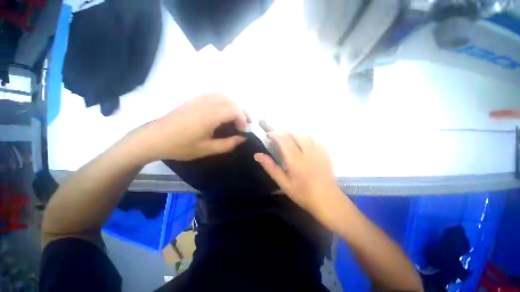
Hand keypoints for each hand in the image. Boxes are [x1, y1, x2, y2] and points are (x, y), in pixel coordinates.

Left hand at [141, 94, 247, 160]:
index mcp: (209, 116)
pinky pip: (215, 95)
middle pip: (232, 101)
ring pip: (224, 96)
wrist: (154, 138)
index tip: (243, 131)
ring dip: (235, 105)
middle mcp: (206, 104)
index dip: (243, 119)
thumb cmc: (180, 146)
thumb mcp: (206, 150)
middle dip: (243, 112)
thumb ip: (227, 144)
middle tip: (245, 124)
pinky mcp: (194, 99)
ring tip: (237, 117)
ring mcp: (199, 99)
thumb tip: (243, 138)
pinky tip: (225, 110)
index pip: (234, 110)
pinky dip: (225, 101)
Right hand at [254, 132, 344, 228]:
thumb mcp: (283, 183)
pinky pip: (313, 139)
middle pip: (294, 134)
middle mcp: (307, 152)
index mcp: (295, 160)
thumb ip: (270, 167)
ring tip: (288, 140)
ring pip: (303, 135)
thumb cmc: (302, 193)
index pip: (284, 139)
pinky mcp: (324, 152)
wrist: (327, 199)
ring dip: (293, 134)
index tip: (268, 136)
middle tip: (276, 138)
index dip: (275, 134)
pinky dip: (304, 137)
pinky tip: (301, 144)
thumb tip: (257, 155)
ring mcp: (318, 151)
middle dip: (283, 133)